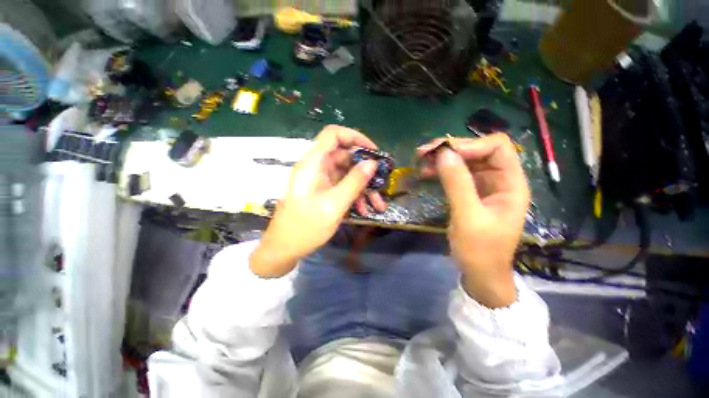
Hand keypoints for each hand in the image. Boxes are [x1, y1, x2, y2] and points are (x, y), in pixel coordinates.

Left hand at [250, 126, 386, 277]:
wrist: (284, 248)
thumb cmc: (306, 227)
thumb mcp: (334, 204)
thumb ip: (354, 182)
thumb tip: (372, 163)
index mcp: (313, 163)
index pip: (334, 134)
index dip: (355, 137)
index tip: (373, 152)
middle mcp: (317, 167)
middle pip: (345, 157)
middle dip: (366, 171)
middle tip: (382, 183)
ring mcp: (320, 180)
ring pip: (347, 174)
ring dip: (363, 188)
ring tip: (378, 205)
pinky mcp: (323, 191)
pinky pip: (343, 187)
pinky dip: (355, 196)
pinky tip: (364, 210)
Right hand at [418, 134, 529, 307]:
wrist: (479, 273)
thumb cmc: (480, 250)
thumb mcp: (468, 217)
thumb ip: (457, 184)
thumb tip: (444, 153)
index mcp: (511, 183)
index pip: (497, 147)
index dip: (471, 145)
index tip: (443, 153)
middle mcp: (499, 179)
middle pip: (478, 150)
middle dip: (451, 148)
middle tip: (424, 152)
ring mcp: (484, 185)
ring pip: (464, 160)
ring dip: (443, 158)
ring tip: (421, 160)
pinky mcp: (470, 192)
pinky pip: (456, 173)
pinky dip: (441, 170)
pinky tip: (426, 172)